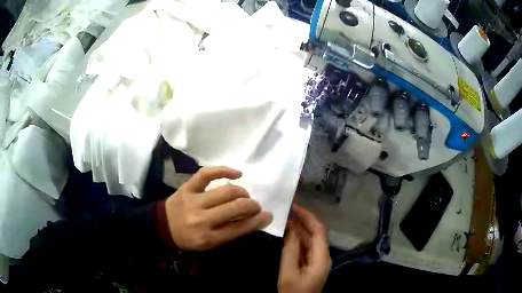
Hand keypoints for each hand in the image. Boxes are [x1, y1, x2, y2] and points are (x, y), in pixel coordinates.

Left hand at [165, 166, 272, 250]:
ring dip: (242, 192)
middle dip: (252, 205)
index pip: (240, 228)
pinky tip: (237, 173)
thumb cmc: (189, 238)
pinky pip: (207, 173)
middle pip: (236, 208)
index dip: (258, 221)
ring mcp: (194, 200)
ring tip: (245, 195)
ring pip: (226, 191)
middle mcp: (202, 219)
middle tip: (255, 206)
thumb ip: (232, 233)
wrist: (162, 226)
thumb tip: (256, 220)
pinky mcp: (188, 187)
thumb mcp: (210, 244)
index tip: (268, 215)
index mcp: (208, 238)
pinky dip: (224, 170)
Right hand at [278, 205, 330, 292]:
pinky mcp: (310, 265)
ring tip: (285, 218)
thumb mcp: (289, 273)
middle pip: (315, 234)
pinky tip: (286, 235)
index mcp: (321, 257)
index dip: (308, 217)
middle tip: (287, 209)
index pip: (319, 231)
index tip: (294, 207)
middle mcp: (322, 256)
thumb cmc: (294, 292)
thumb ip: (290, 251)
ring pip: (309, 241)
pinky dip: (296, 240)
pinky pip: (305, 248)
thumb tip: (291, 230)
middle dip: (302, 221)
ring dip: (298, 230)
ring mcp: (316, 261)